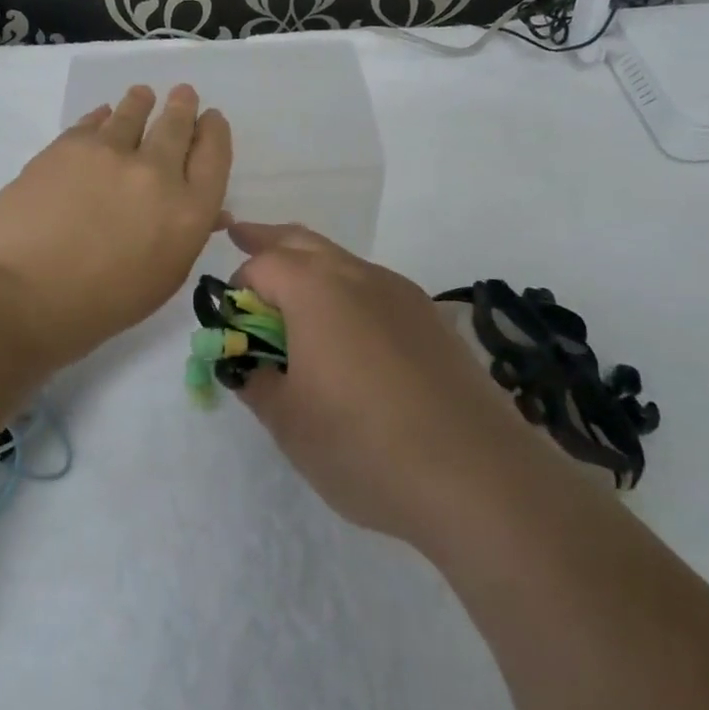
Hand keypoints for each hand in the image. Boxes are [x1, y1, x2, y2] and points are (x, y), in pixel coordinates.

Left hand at [0, 85, 232, 369]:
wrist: (18, 297)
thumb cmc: (97, 307)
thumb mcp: (161, 281)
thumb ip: (187, 237)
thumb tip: (211, 212)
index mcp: (188, 212)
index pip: (214, 156)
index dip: (215, 133)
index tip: (211, 120)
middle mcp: (157, 172)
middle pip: (178, 125)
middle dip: (183, 107)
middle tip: (183, 95)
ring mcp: (110, 153)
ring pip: (134, 112)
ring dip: (142, 102)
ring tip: (142, 95)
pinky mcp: (68, 145)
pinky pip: (93, 121)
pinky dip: (103, 116)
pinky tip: (103, 116)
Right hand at [229, 222, 544, 548]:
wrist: (478, 474)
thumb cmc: (364, 445)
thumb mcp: (290, 423)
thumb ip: (257, 383)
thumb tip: (250, 366)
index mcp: (315, 289)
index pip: (262, 265)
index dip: (237, 287)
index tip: (230, 321)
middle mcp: (359, 275)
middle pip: (303, 241)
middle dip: (269, 239)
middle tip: (242, 235)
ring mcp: (402, 293)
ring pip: (343, 261)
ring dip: (311, 266)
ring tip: (293, 291)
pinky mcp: (431, 318)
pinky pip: (375, 288)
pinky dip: (347, 291)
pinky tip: (349, 334)